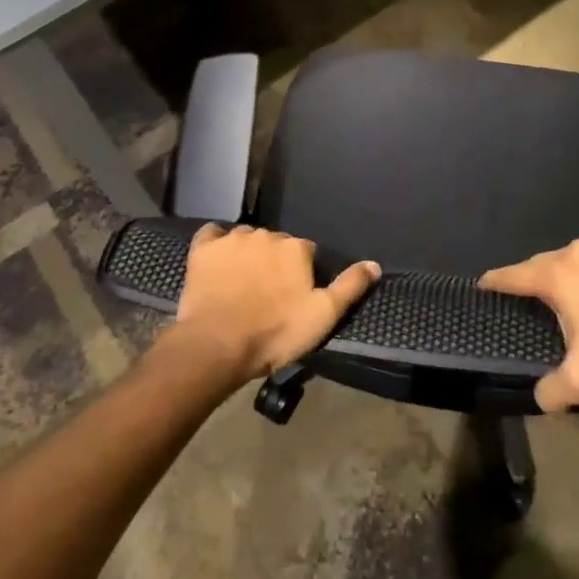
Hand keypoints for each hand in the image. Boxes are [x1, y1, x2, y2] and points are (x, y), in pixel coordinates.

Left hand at [172, 224, 379, 383]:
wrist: (217, 344)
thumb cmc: (275, 332)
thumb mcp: (323, 315)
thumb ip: (350, 286)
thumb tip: (374, 264)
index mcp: (296, 247)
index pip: (306, 252)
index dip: (302, 273)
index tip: (295, 295)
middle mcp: (266, 234)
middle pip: (276, 244)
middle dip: (274, 263)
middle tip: (268, 293)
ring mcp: (232, 239)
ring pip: (246, 239)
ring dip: (247, 255)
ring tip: (241, 283)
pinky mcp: (203, 248)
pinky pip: (212, 235)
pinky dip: (216, 244)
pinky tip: (217, 260)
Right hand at [483, 236, 578, 413]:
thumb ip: (551, 390)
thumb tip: (540, 397)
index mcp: (559, 274)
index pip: (515, 275)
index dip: (496, 281)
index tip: (483, 285)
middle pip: (546, 263)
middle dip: (536, 280)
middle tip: (530, 300)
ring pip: (578, 258)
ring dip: (571, 275)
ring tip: (572, 296)